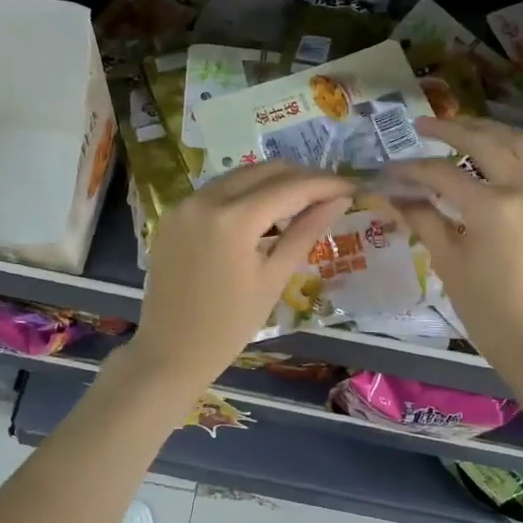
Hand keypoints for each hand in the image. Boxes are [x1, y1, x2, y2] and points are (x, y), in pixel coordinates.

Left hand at [128, 162, 352, 391]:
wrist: (170, 352)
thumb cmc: (229, 325)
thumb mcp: (274, 279)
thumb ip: (305, 232)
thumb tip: (338, 200)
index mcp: (233, 220)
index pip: (290, 188)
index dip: (326, 184)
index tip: (352, 186)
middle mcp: (205, 199)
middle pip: (264, 171)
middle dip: (301, 176)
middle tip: (330, 192)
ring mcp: (184, 204)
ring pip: (239, 175)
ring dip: (272, 181)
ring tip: (302, 199)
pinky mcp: (172, 214)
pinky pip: (216, 190)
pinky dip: (244, 193)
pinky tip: (263, 211)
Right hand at [389, 118, 522, 388]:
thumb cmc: (488, 312)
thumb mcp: (449, 264)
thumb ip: (423, 220)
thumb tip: (395, 196)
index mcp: (494, 207)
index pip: (444, 174)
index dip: (411, 170)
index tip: (389, 169)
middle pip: (486, 142)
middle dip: (451, 129)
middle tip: (422, 126)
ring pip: (521, 145)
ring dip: (489, 132)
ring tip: (462, 129)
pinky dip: (515, 153)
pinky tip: (497, 158)